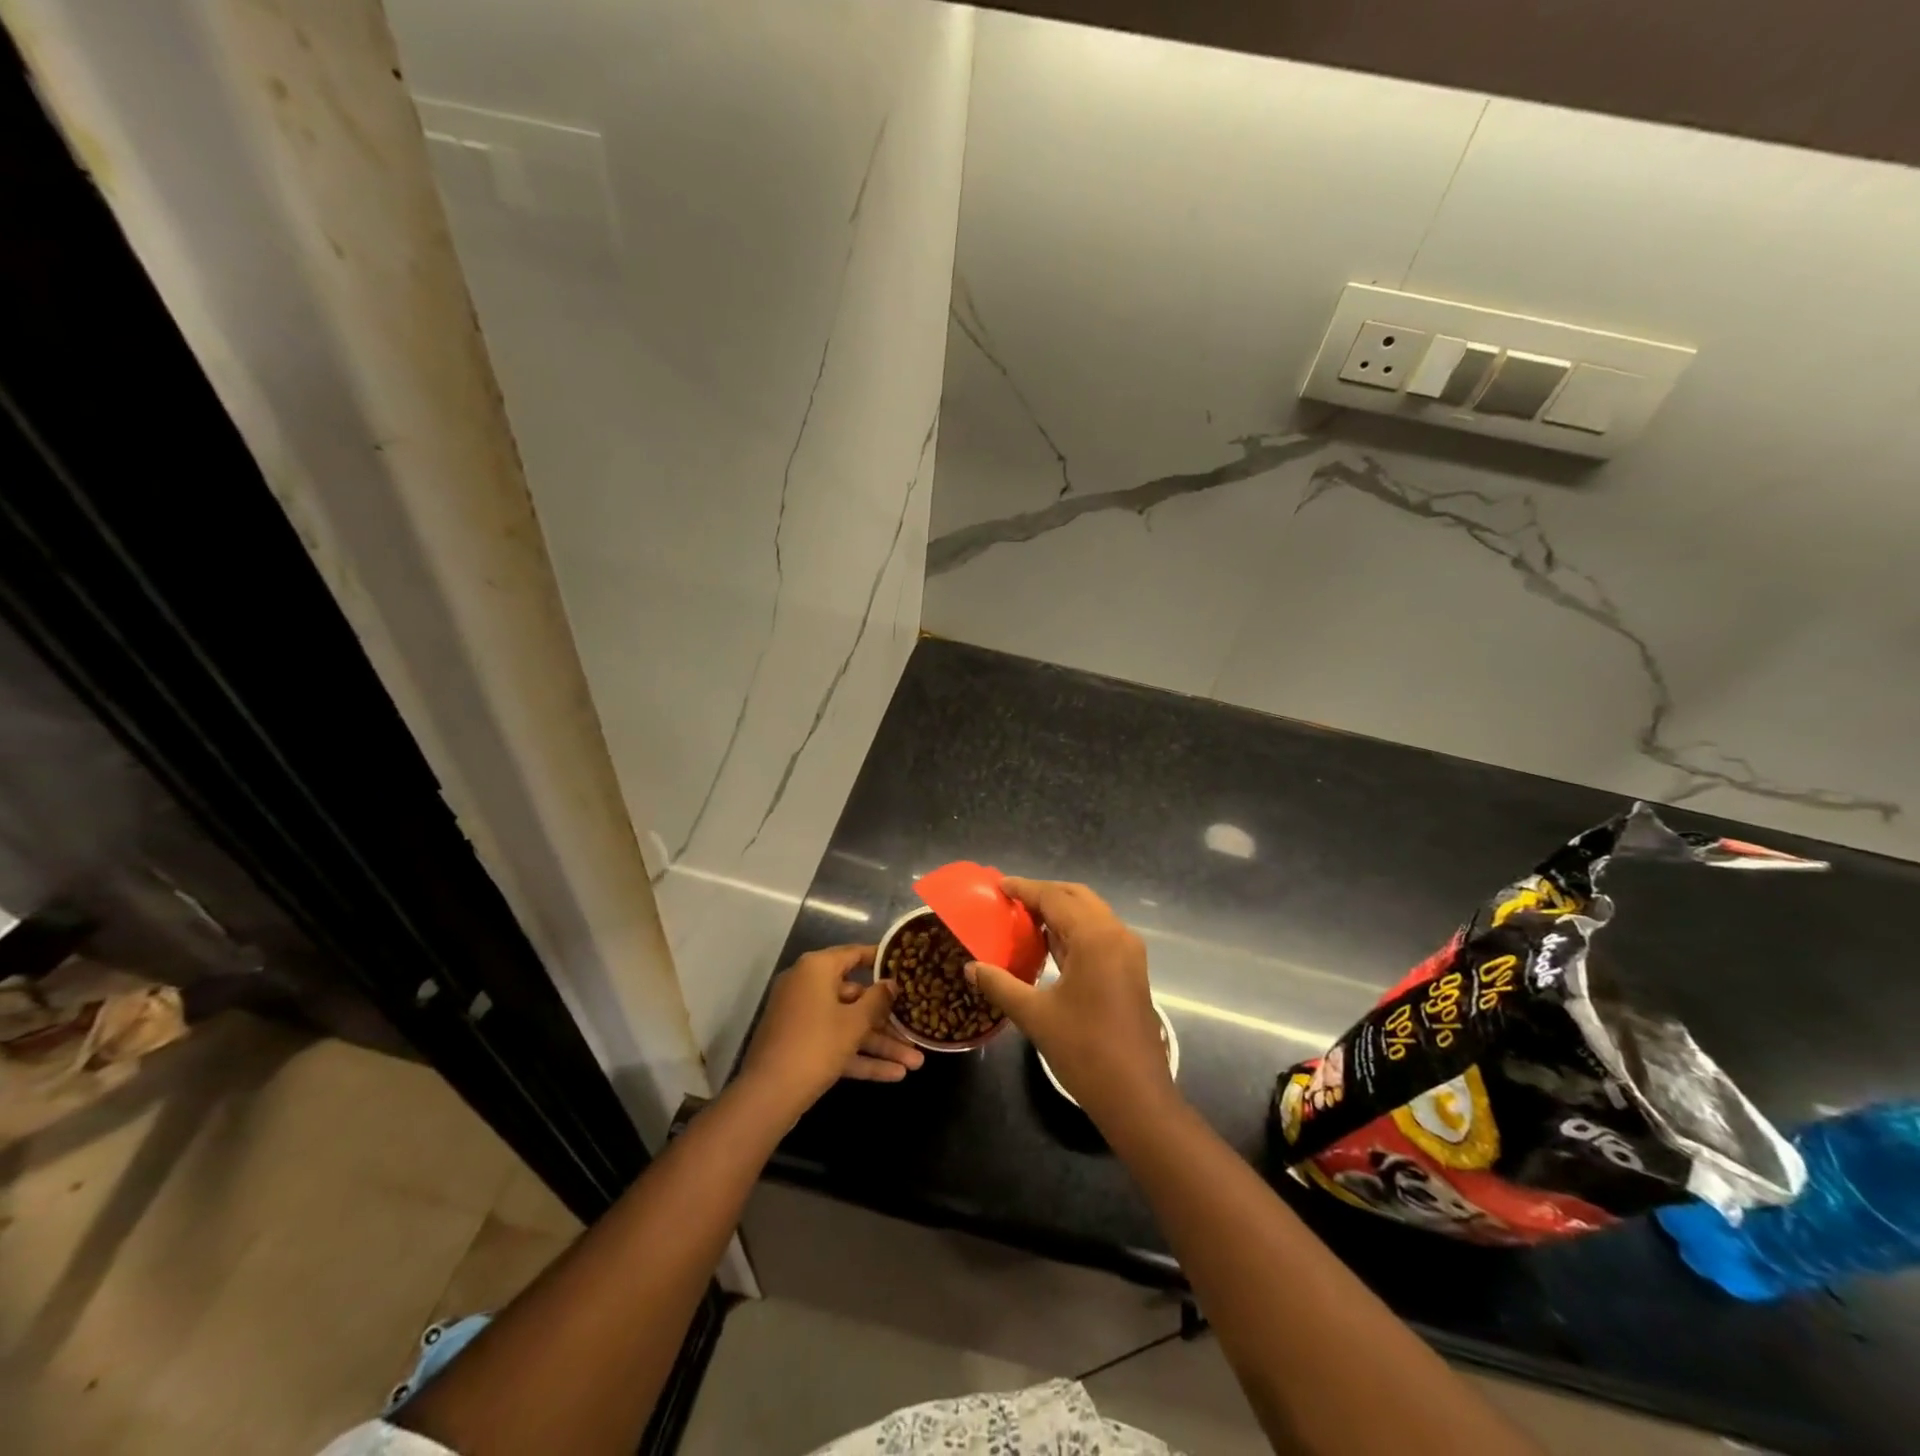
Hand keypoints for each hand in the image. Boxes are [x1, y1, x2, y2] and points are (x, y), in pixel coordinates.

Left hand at [737, 945, 923, 1118]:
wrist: (768, 1096)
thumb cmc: (816, 1045)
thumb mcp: (854, 1022)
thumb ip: (877, 1000)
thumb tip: (890, 984)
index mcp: (816, 969)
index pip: (854, 955)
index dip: (881, 961)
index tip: (906, 966)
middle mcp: (807, 987)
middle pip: (856, 997)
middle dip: (888, 1020)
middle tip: (916, 1029)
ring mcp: (803, 1018)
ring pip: (848, 1026)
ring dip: (880, 1045)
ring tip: (916, 1063)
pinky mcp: (801, 1046)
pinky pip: (836, 1044)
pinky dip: (861, 1058)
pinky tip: (894, 1075)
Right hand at [965, 879, 1174, 1124]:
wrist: (1136, 1095)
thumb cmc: (1084, 1050)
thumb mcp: (1035, 1015)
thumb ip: (1000, 985)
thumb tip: (971, 967)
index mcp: (1095, 937)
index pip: (1055, 898)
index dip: (1025, 889)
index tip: (999, 885)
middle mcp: (1116, 935)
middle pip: (1077, 898)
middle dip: (1045, 893)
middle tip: (1012, 899)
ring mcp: (1128, 953)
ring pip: (1091, 915)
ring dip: (1061, 911)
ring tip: (1025, 917)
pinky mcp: (1130, 971)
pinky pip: (1099, 935)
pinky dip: (1074, 931)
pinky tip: (1050, 944)